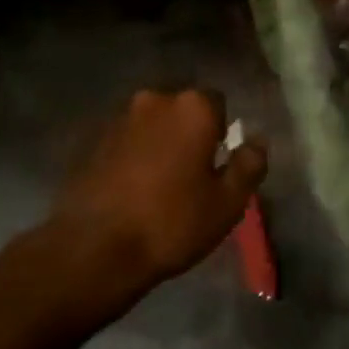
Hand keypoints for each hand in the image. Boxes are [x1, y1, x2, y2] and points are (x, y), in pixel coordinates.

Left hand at [48, 89, 268, 293]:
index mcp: (192, 108)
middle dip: (188, 134)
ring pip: (151, 125)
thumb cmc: (172, 223)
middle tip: (191, 176)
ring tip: (160, 186)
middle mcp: (153, 100)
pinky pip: (126, 141)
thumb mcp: (227, 203)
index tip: (216, 165)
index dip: (221, 133)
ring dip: (159, 144)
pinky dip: (133, 156)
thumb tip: (256, 142)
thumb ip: (248, 165)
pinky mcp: (92, 141)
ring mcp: (118, 119)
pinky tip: (132, 190)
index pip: (218, 104)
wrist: (95, 248)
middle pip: (181, 110)